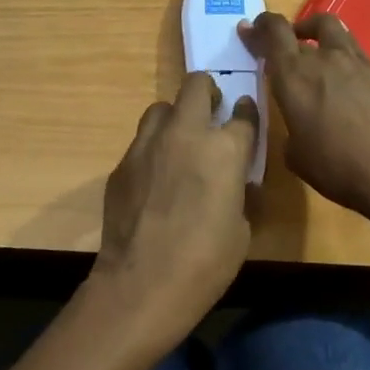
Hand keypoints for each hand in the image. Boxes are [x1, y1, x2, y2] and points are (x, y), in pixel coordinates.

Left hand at [86, 72, 257, 350]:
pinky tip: (155, 177)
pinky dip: (152, 150)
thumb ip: (240, 193)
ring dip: (175, 117)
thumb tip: (237, 183)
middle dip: (207, 92)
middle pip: (197, 85)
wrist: (142, 284)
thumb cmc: (206, 262)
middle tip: (212, 112)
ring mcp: (148, 145)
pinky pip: (141, 142)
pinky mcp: (122, 163)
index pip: (243, 113)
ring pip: (161, 107)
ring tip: (179, 142)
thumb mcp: (242, 229)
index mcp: (225, 149)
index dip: (247, 111)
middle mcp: (186, 134)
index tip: (245, 114)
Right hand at [241, 11, 369, 220]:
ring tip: (311, 49)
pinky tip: (340, 76)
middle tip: (277, 44)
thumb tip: (297, 123)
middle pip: (299, 29)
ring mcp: (354, 62)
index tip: (250, 29)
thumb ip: (290, 128)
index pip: (273, 33)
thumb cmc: (336, 167)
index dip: (259, 27)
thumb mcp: (295, 155)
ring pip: (330, 28)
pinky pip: (352, 49)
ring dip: (314, 32)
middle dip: (283, 32)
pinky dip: (338, 53)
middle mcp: (322, 59)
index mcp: (293, 76)